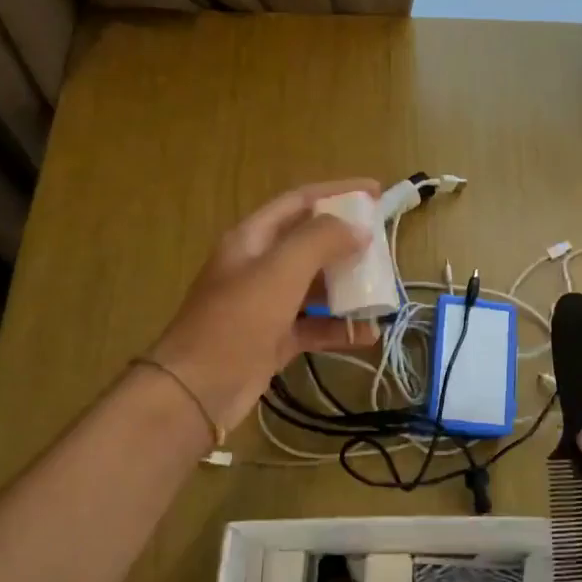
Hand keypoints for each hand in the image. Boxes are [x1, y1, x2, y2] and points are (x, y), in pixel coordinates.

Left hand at [148, 180, 380, 432]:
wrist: (197, 390)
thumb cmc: (237, 321)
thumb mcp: (280, 270)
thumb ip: (320, 241)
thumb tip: (358, 229)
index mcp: (253, 239)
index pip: (300, 201)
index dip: (338, 192)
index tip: (376, 191)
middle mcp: (259, 266)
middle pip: (310, 243)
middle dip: (347, 243)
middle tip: (383, 246)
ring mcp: (266, 305)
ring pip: (315, 286)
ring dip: (348, 287)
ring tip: (382, 291)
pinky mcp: (274, 339)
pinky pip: (314, 326)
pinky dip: (340, 328)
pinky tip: (368, 333)